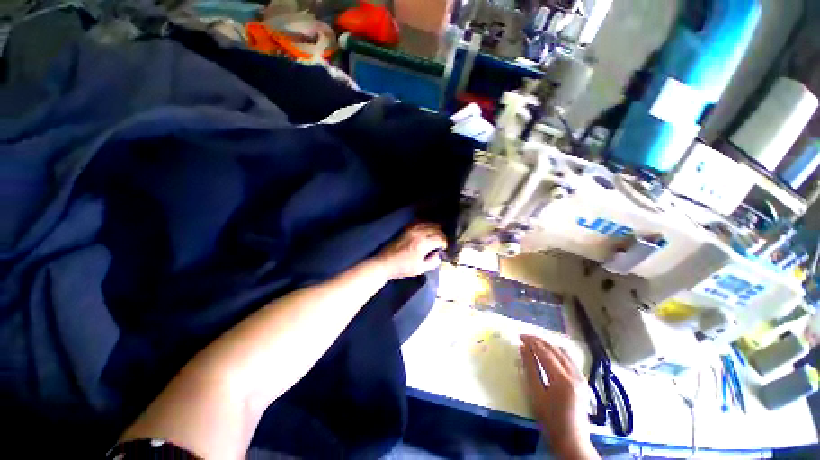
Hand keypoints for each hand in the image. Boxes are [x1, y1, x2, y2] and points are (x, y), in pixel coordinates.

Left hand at [375, 223, 446, 279]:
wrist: (385, 263)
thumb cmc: (403, 268)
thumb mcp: (420, 269)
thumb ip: (433, 262)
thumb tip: (438, 254)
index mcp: (423, 244)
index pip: (440, 238)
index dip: (444, 242)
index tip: (444, 248)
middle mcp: (418, 234)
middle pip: (435, 229)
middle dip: (441, 235)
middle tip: (442, 242)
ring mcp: (411, 230)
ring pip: (428, 223)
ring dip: (435, 227)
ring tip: (437, 234)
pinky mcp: (406, 229)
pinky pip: (419, 222)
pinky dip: (426, 224)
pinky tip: (428, 228)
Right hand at [519, 335, 598, 459]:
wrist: (572, 441)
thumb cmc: (550, 420)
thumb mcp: (536, 394)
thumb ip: (530, 368)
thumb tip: (523, 348)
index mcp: (562, 379)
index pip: (545, 352)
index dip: (531, 342)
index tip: (519, 336)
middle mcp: (574, 375)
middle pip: (555, 349)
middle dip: (539, 341)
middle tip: (524, 337)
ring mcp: (581, 377)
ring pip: (564, 352)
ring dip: (548, 345)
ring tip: (534, 344)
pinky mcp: (582, 381)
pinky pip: (570, 360)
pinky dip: (557, 352)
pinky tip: (549, 354)